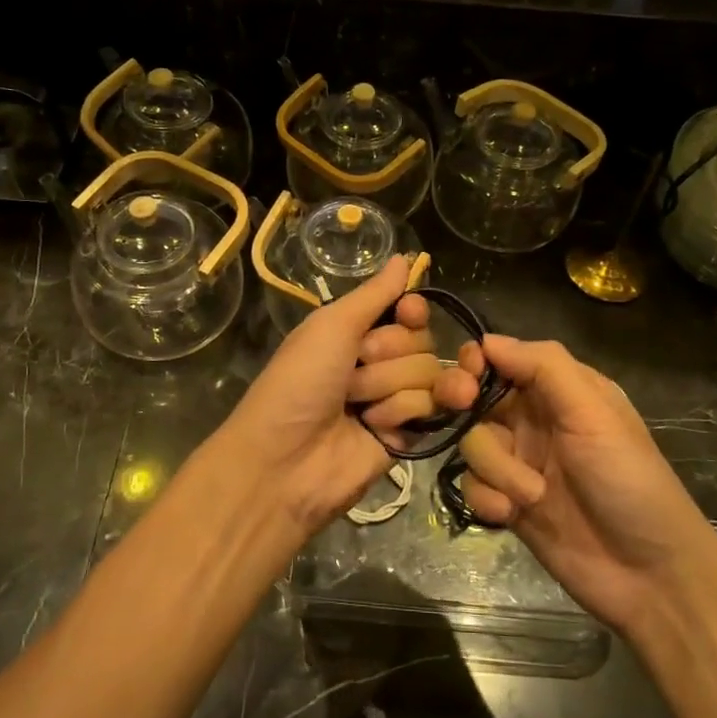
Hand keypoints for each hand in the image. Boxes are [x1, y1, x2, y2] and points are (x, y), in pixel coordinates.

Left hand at [209, 255, 441, 533]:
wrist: (286, 460)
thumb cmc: (300, 382)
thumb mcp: (331, 326)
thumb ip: (374, 294)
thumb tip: (404, 257)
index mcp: (355, 332)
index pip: (408, 311)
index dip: (413, 312)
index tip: (407, 314)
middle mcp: (378, 362)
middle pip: (422, 341)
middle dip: (388, 356)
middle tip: (352, 374)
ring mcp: (393, 399)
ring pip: (428, 374)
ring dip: (389, 388)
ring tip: (357, 408)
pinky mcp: (407, 435)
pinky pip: (430, 409)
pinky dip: (401, 414)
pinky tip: (377, 427)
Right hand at [433, 337, 708, 632]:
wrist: (648, 575)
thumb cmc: (628, 480)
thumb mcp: (594, 412)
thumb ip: (544, 367)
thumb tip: (487, 339)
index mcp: (560, 390)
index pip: (503, 359)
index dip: (476, 361)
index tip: (466, 376)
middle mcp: (534, 420)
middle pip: (474, 396)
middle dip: (461, 401)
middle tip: (461, 406)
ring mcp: (519, 462)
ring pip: (472, 443)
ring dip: (495, 467)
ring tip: (532, 494)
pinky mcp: (507, 502)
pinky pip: (473, 485)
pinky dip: (488, 498)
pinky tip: (512, 516)